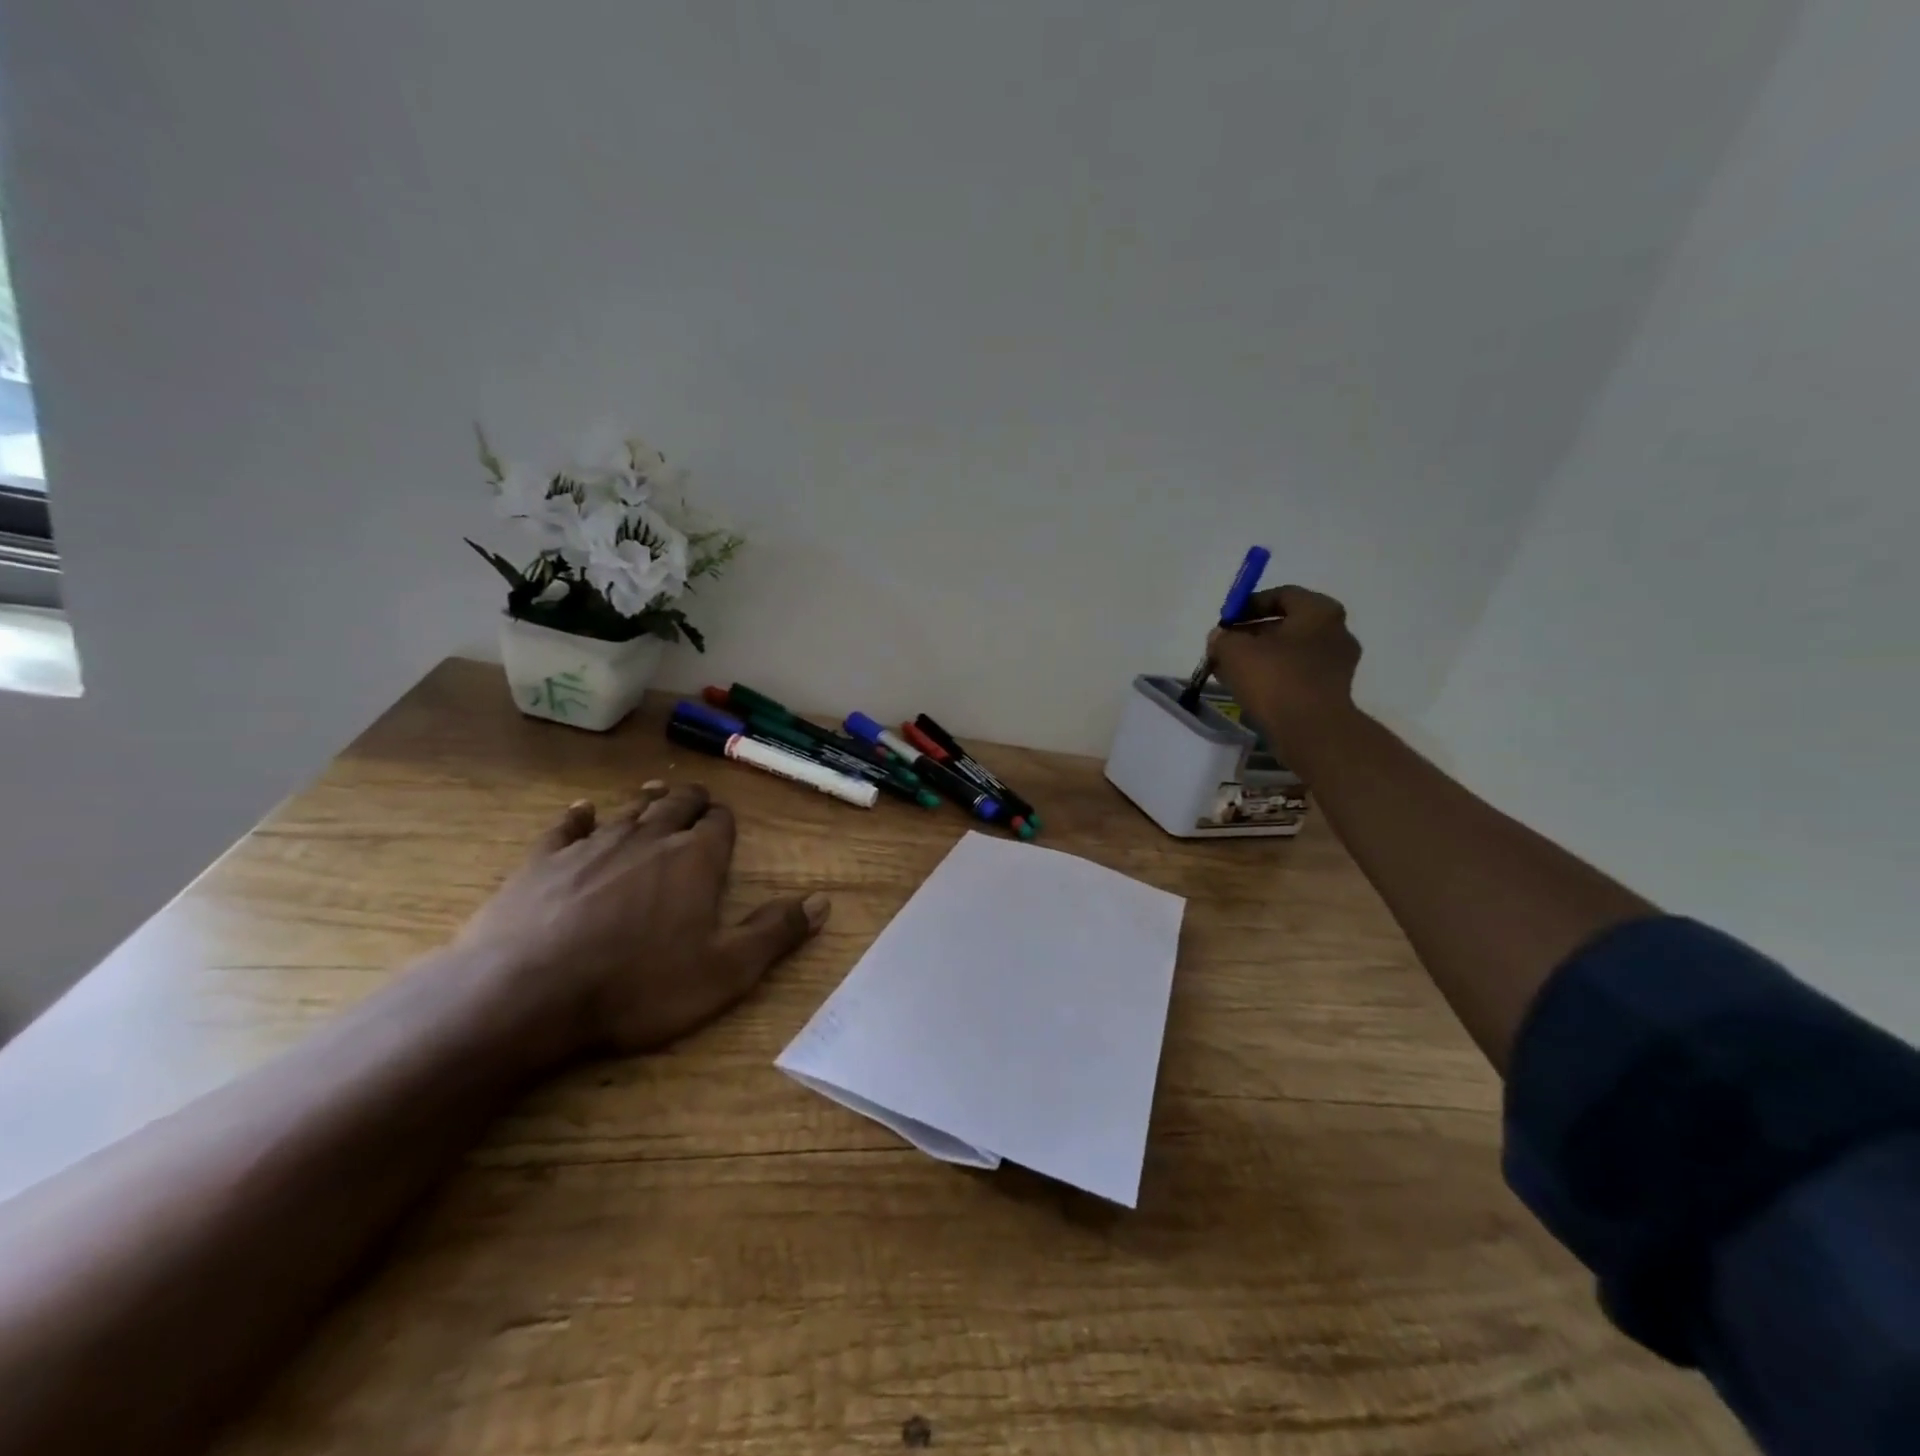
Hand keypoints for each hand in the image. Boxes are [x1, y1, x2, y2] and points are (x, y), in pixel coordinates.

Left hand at [457, 781, 829, 1056]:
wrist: (525, 994)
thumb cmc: (637, 986)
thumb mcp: (725, 972)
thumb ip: (775, 933)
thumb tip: (823, 901)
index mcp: (695, 860)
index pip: (719, 824)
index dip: (725, 821)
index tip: (725, 823)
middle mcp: (649, 839)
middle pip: (676, 806)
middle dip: (690, 802)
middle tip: (696, 800)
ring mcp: (593, 845)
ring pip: (628, 811)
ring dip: (645, 803)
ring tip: (654, 794)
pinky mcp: (543, 860)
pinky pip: (566, 827)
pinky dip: (578, 817)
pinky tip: (581, 812)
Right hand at [1208, 585, 1362, 757]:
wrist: (1311, 730)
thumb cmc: (1275, 678)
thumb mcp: (1234, 650)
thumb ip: (1222, 638)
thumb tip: (1220, 638)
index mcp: (1319, 612)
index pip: (1282, 595)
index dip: (1249, 604)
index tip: (1225, 621)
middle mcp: (1335, 632)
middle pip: (1286, 625)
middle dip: (1251, 634)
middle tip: (1225, 646)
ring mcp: (1336, 664)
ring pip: (1289, 653)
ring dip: (1259, 658)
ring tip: (1229, 670)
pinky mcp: (1331, 692)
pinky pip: (1296, 675)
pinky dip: (1272, 677)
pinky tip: (1247, 688)